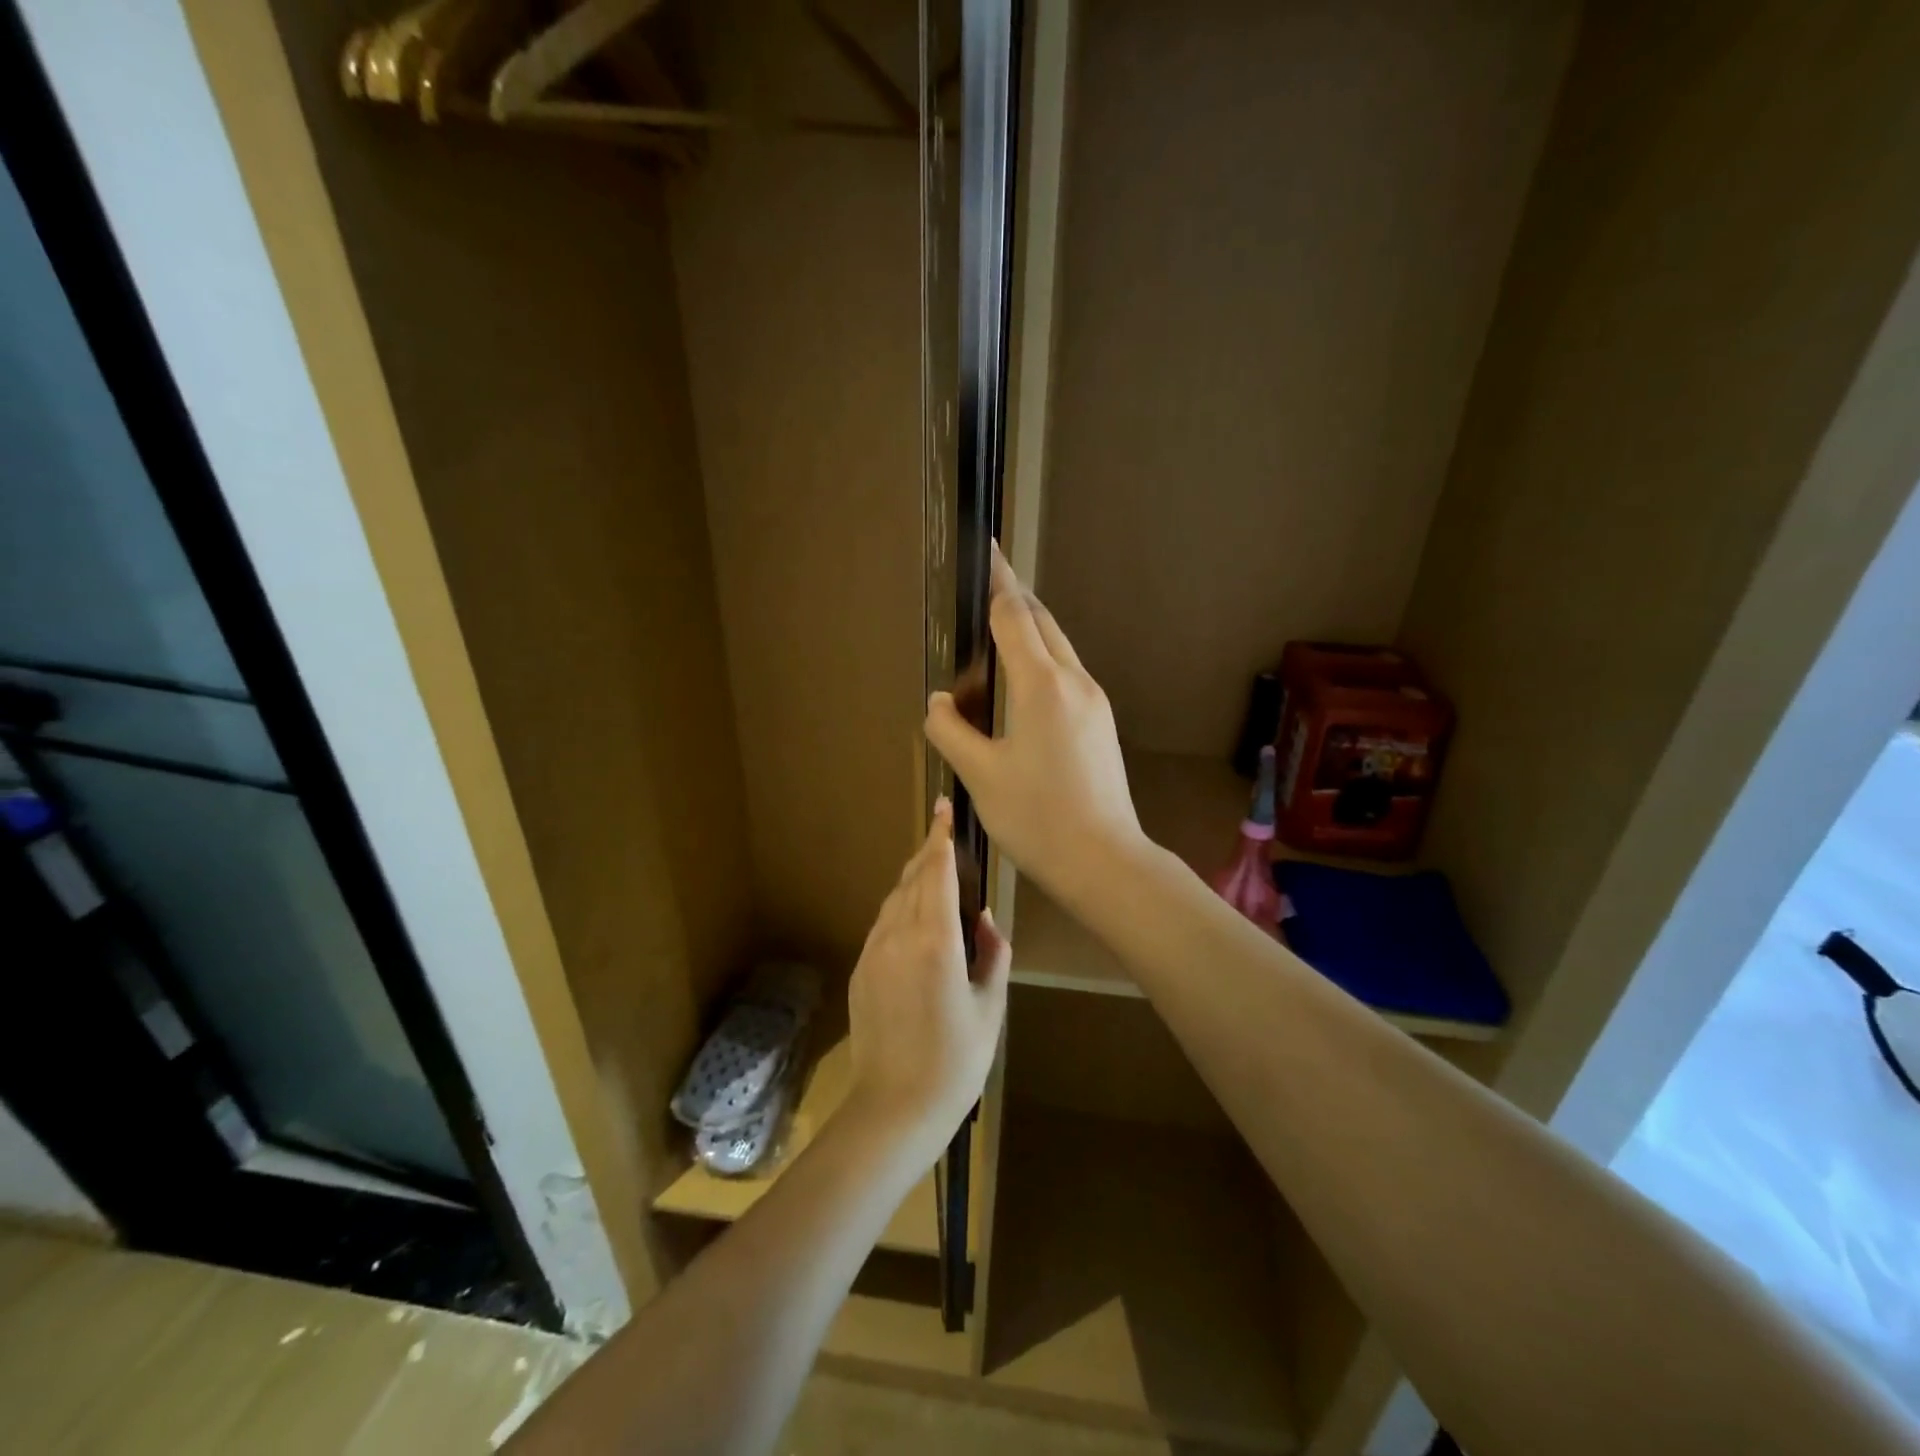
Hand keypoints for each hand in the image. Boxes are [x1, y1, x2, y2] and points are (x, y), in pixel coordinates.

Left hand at [844, 801, 1010, 1162]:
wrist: (893, 1108)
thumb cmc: (955, 1062)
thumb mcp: (989, 1009)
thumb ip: (992, 955)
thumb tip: (986, 921)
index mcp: (935, 941)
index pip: (936, 872)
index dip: (940, 837)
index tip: (943, 809)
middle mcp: (898, 935)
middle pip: (912, 877)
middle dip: (928, 852)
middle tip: (945, 837)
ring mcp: (873, 951)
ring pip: (894, 898)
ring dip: (914, 879)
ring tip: (935, 874)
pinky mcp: (861, 968)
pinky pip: (883, 923)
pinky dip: (901, 907)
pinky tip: (917, 920)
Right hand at [924, 544, 1144, 901]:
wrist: (1104, 861)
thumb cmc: (1037, 818)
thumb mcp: (980, 775)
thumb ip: (950, 729)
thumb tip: (941, 700)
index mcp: (1041, 685)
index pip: (1014, 615)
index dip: (996, 581)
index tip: (984, 550)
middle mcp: (1073, 681)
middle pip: (1042, 622)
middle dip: (1013, 598)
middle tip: (983, 586)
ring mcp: (1094, 701)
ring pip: (1058, 647)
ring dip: (1028, 630)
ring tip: (994, 633)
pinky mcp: (1101, 722)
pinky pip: (1066, 674)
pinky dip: (1040, 660)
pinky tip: (1021, 682)